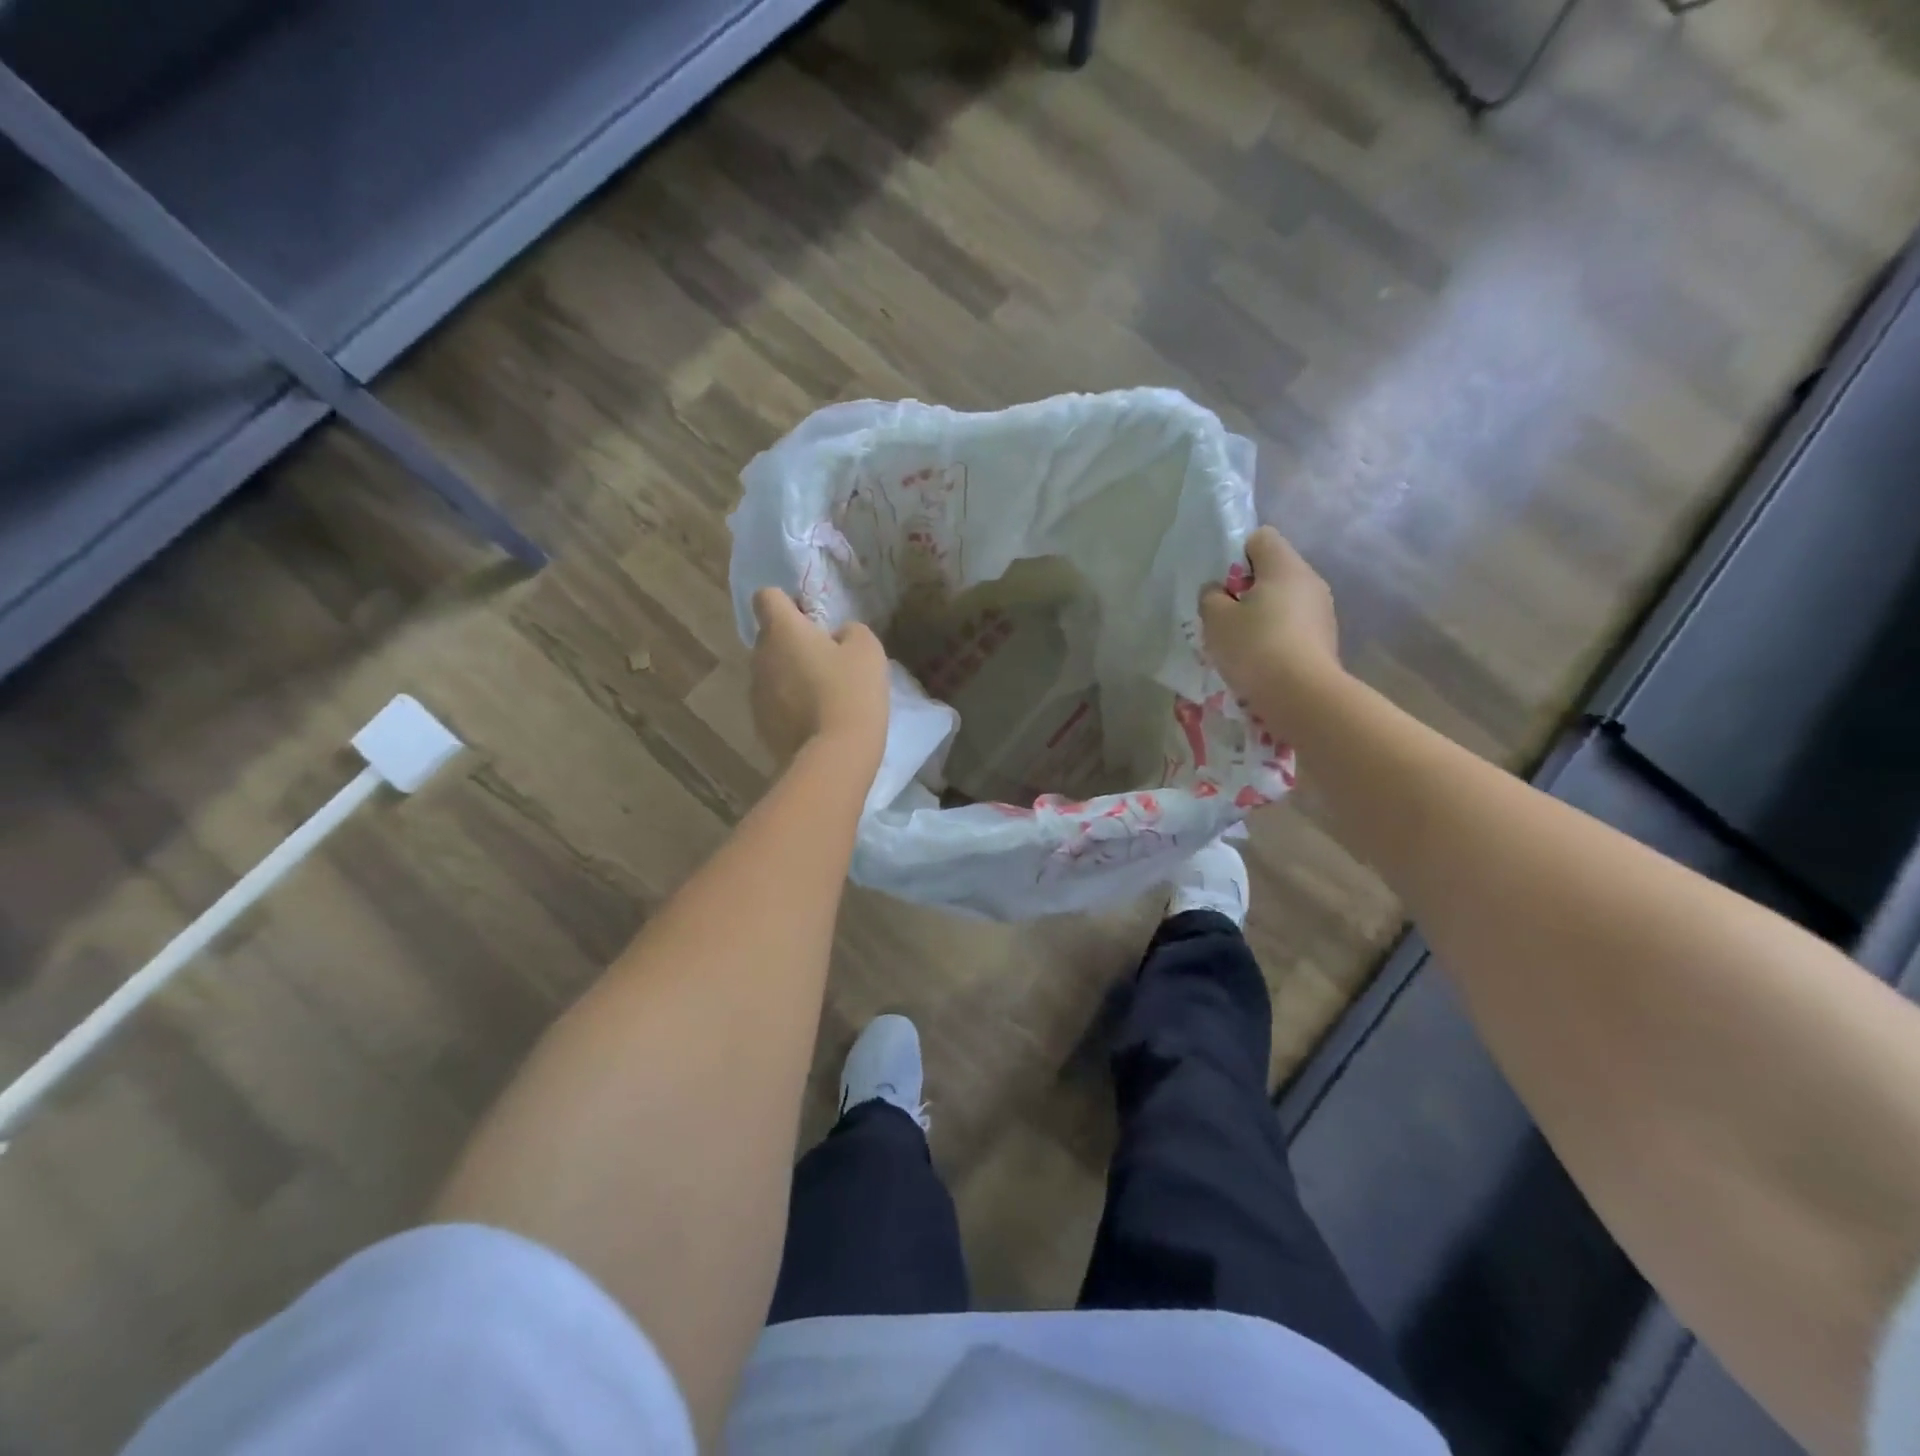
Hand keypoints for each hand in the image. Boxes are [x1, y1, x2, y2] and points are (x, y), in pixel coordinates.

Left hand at [749, 589, 889, 768]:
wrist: (834, 757)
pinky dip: (791, 706)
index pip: (766, 597)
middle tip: (828, 659)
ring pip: (772, 672)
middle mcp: (759, 657)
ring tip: (824, 695)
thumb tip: (838, 637)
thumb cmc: (851, 693)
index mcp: (781, 631)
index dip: (788, 602)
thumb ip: (851, 632)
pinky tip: (817, 721)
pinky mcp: (760, 725)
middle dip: (793, 643)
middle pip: (770, 638)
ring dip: (792, 676)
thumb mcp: (868, 650)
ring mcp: (756, 694)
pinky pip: (775, 704)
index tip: (812, 618)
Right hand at [1199, 526, 1341, 736]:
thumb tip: (1218, 591)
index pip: (1260, 538)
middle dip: (1246, 591)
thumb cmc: (1255, 647)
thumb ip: (1211, 597)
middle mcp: (1310, 581)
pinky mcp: (1326, 640)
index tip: (1222, 585)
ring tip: (1240, 646)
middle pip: (1273, 572)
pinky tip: (1260, 663)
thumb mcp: (1216, 620)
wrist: (1302, 697)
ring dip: (1261, 617)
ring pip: (1283, 602)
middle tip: (1224, 618)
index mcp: (1285, 566)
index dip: (1236, 555)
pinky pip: (1293, 628)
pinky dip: (1276, 638)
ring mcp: (1323, 612)